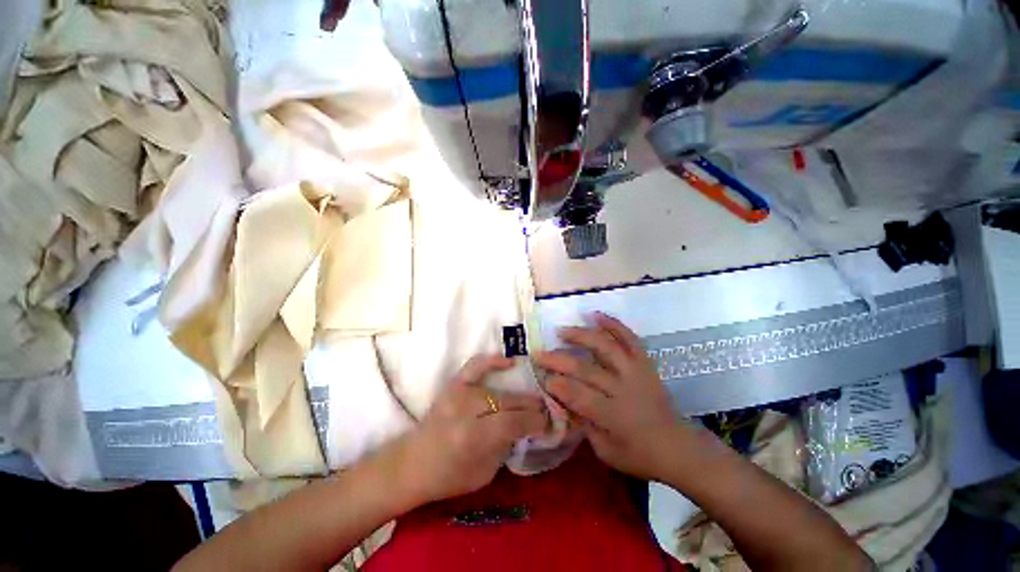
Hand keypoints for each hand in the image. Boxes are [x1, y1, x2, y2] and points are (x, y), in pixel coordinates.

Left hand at [395, 356, 549, 504]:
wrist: (410, 464)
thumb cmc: (448, 477)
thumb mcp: (484, 473)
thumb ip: (507, 446)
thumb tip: (528, 426)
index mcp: (472, 436)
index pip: (513, 422)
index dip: (535, 422)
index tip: (549, 422)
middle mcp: (466, 409)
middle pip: (508, 403)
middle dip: (532, 407)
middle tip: (547, 410)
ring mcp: (458, 393)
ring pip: (499, 390)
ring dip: (520, 394)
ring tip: (534, 397)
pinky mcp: (453, 384)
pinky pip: (475, 365)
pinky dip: (493, 361)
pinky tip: (509, 361)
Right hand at [535, 313, 681, 480]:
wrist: (677, 446)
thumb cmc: (639, 455)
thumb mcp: (605, 451)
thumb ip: (582, 424)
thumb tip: (560, 400)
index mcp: (614, 417)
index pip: (578, 396)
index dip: (557, 385)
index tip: (541, 377)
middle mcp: (624, 390)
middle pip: (586, 370)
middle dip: (558, 360)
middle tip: (539, 353)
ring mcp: (636, 372)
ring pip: (605, 348)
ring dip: (581, 336)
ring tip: (562, 331)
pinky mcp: (645, 363)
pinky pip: (630, 339)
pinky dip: (613, 325)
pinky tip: (596, 315)